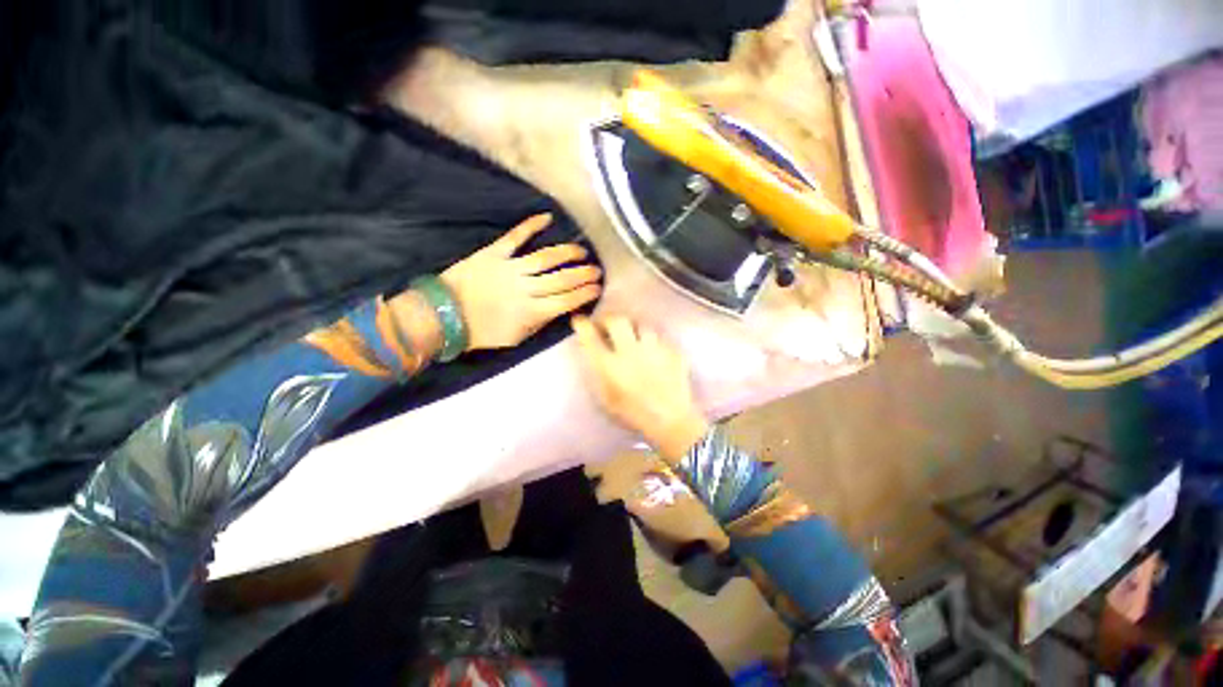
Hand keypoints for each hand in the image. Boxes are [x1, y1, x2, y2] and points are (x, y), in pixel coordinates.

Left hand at [441, 214, 601, 351]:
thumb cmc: (481, 332)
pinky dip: (531, 226)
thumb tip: (559, 309)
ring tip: (582, 251)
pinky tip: (547, 217)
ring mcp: (510, 268)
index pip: (566, 301)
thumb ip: (539, 323)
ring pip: (546, 258)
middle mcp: (526, 288)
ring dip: (567, 253)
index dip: (585, 294)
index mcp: (532, 312)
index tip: (598, 288)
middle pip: (562, 279)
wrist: (443, 316)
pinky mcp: (493, 253)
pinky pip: (515, 237)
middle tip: (597, 270)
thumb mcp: (516, 338)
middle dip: (583, 275)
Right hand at [573, 315, 708, 460]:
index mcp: (611, 366)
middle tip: (607, 325)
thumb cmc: (634, 413)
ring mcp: (654, 348)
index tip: (580, 320)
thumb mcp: (607, 398)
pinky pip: (659, 337)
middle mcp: (631, 351)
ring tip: (632, 335)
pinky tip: (652, 349)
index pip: (591, 337)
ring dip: (633, 327)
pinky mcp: (671, 350)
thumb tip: (594, 354)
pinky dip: (652, 340)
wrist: (670, 419)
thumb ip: (599, 373)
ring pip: (641, 324)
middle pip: (617, 321)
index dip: (583, 325)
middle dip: (609, 319)